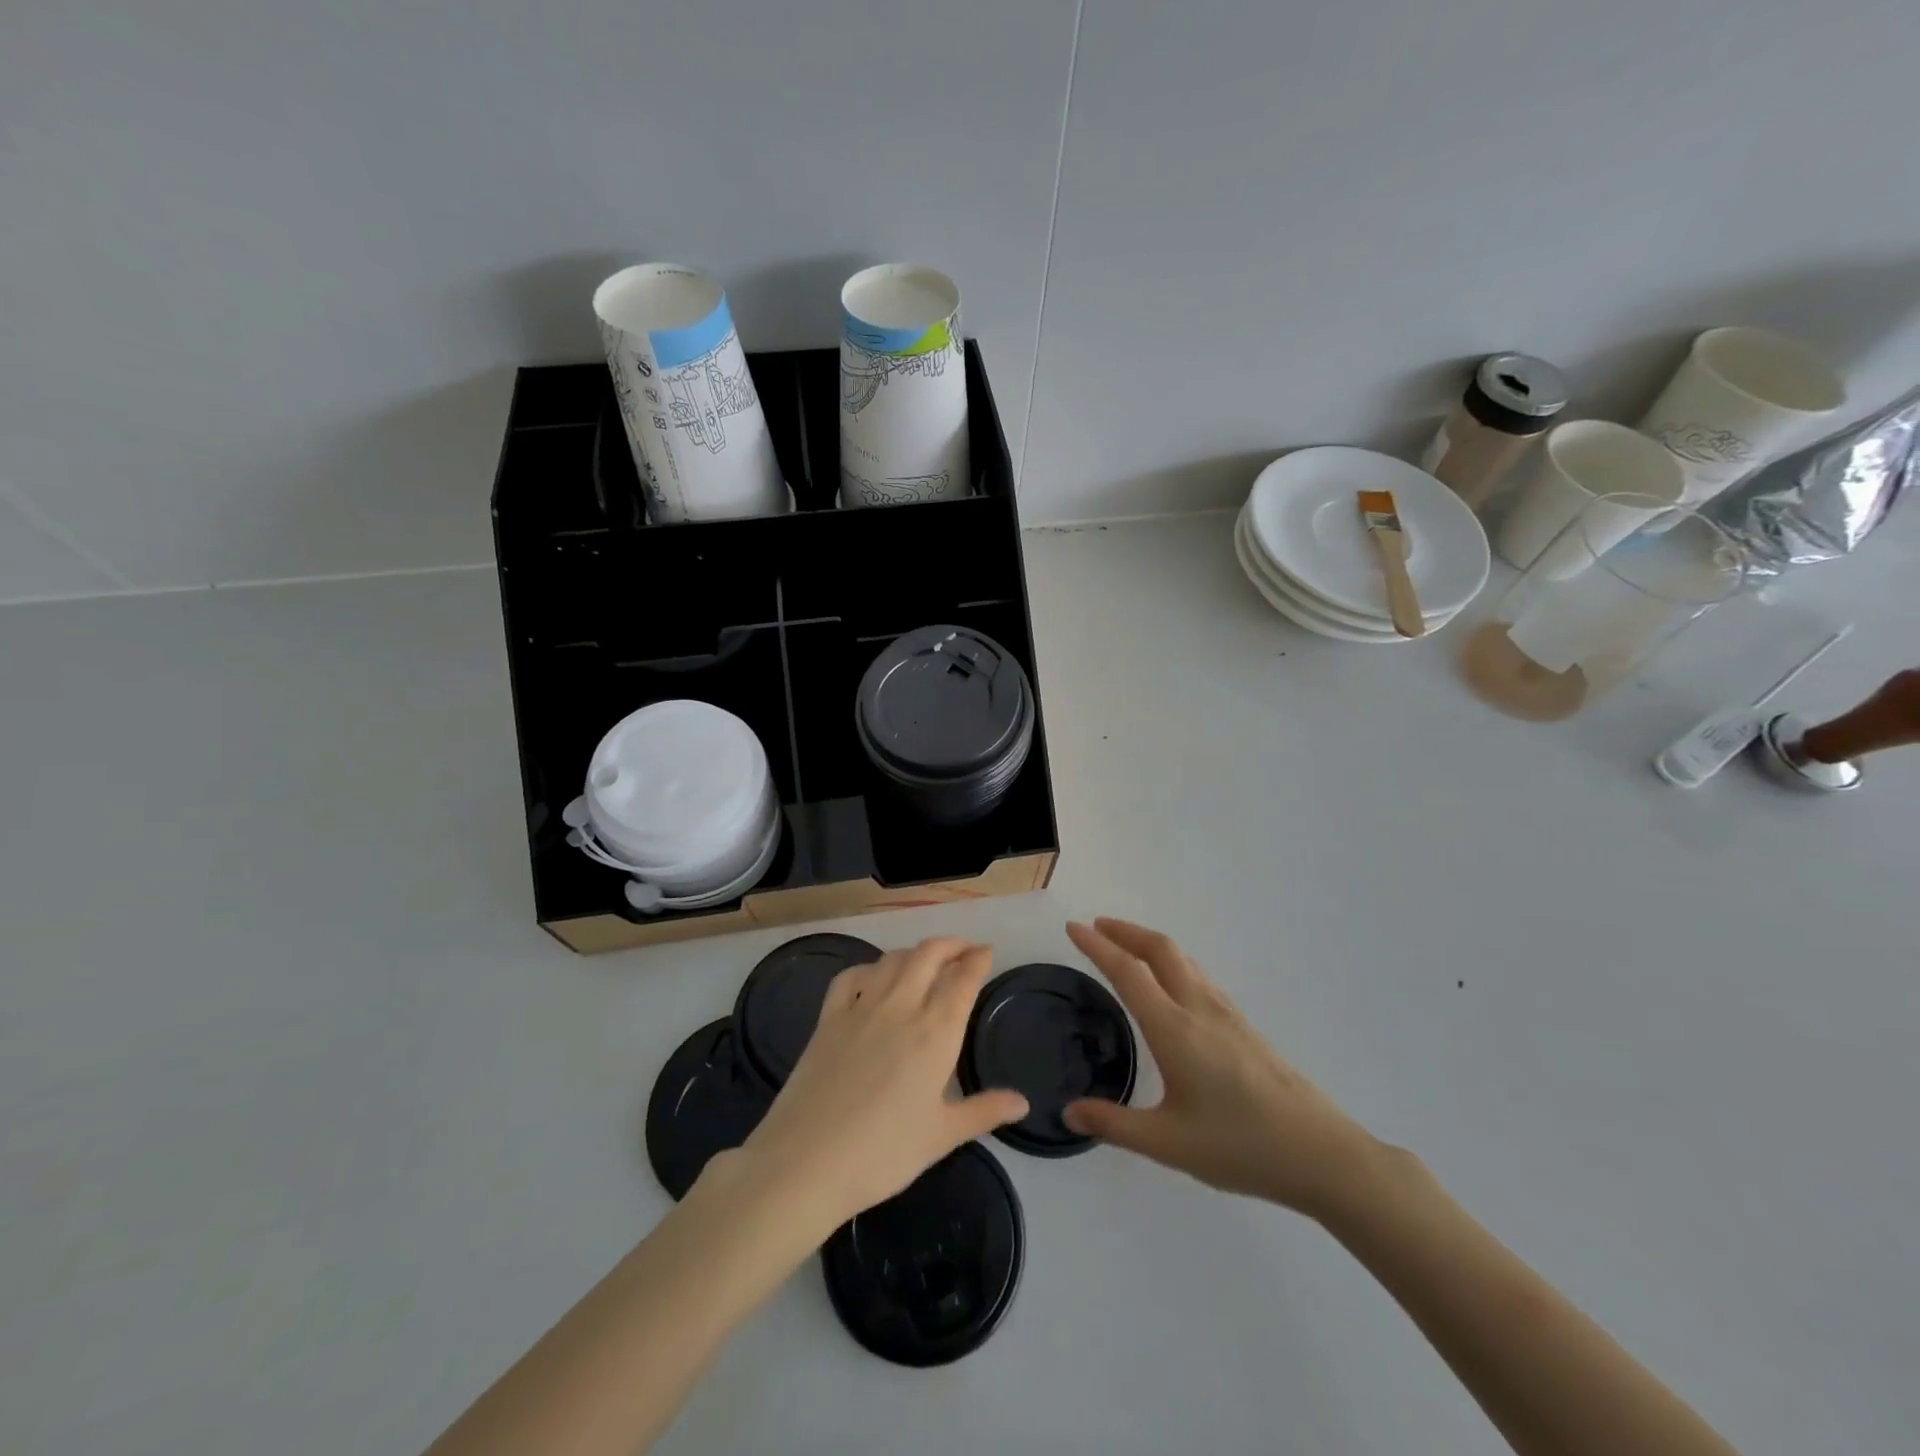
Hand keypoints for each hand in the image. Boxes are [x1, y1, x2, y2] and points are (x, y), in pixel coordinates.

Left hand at [724, 937, 1028, 1237]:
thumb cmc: (884, 1153)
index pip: (963, 979)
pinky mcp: (828, 1017)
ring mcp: (860, 1007)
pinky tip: (872, 977)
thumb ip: (984, 1111)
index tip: (987, 952)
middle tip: (964, 950)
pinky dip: (869, 967)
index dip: (978, 959)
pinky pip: (850, 976)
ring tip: (926, 960)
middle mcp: (901, 1006)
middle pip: (929, 954)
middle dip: (951, 944)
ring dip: (915, 952)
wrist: (807, 1161)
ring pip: (893, 959)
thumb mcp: (942, 1136)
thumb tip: (1022, 1101)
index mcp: (935, 1031)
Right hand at [1063, 918, 1378, 1218]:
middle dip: (1125, 931)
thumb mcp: (1168, 1144)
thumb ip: (1114, 1124)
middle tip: (1095, 927)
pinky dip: (1172, 962)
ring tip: (1126, 947)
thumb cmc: (1240, 1147)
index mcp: (1175, 1028)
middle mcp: (1199, 1008)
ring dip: (1149, 943)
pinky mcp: (1243, 1026)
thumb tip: (1069, 1112)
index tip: (1073, 927)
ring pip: (1183, 959)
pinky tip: (1170, 985)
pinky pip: (1198, 976)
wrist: (1321, 1153)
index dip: (1097, 946)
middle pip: (1159, 949)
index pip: (1128, 971)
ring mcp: (1226, 1014)